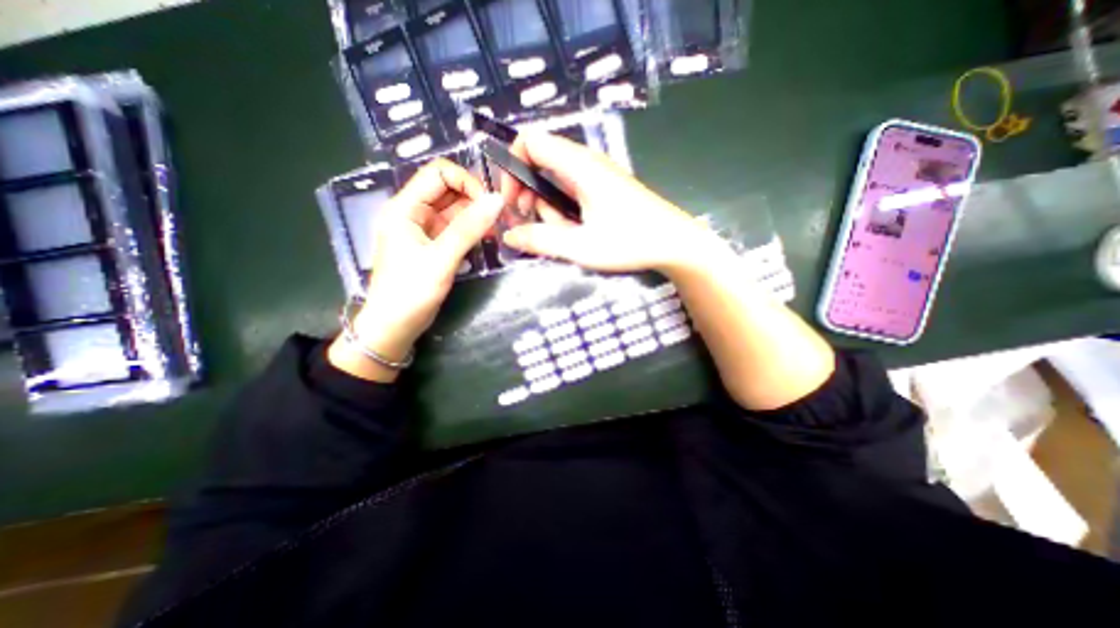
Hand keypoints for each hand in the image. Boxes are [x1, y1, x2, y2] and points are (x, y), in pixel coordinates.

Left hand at [328, 160, 501, 378]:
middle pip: (448, 189)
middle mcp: (414, 213)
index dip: (466, 181)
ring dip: (476, 216)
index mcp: (405, 208)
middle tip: (498, 217)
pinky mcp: (433, 245)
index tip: (488, 204)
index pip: (438, 173)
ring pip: (455, 209)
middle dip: (474, 198)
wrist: (393, 327)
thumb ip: (469, 229)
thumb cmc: (410, 293)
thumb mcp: (441, 259)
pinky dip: (472, 230)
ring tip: (496, 230)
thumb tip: (497, 200)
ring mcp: (424, 230)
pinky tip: (486, 239)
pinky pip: (456, 228)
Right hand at [497, 132, 727, 273]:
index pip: (529, 141)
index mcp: (579, 166)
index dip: (511, 166)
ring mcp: (597, 174)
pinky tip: (576, 231)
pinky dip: (564, 209)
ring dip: (548, 206)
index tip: (511, 200)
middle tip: (530, 222)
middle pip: (539, 161)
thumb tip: (509, 235)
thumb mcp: (581, 246)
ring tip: (563, 234)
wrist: (675, 243)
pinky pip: (572, 190)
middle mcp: (586, 162)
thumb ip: (541, 240)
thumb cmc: (630, 242)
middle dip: (527, 191)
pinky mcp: (604, 187)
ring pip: (555, 180)